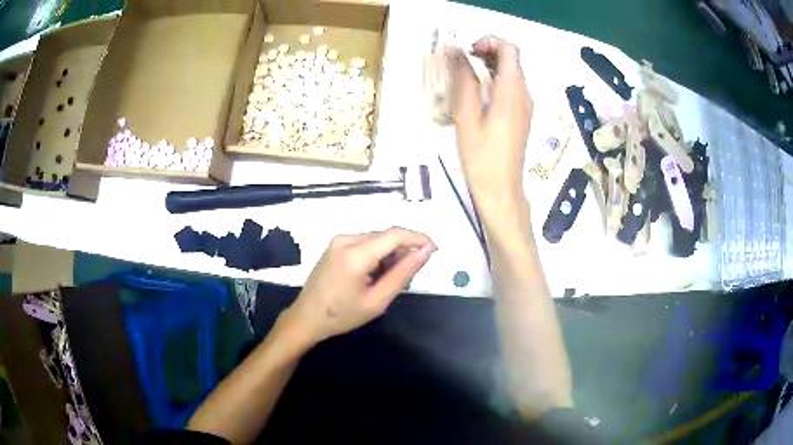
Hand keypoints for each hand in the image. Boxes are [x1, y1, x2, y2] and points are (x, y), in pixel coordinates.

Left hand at [282, 227, 435, 343]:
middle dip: (404, 250)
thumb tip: (425, 251)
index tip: (435, 250)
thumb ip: (403, 274)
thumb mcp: (377, 300)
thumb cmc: (342, 315)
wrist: (307, 317)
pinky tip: (376, 274)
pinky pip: (366, 242)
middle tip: (410, 276)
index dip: (418, 238)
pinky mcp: (336, 244)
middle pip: (386, 236)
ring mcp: (339, 240)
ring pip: (377, 239)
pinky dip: (378, 254)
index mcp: (355, 254)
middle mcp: (346, 239)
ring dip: (391, 253)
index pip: (395, 235)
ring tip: (390, 279)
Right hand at [447, 36, 532, 204]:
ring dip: (488, 67)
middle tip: (460, 63)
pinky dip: (494, 81)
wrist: (501, 190)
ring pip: (511, 73)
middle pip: (511, 59)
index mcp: (512, 91)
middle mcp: (524, 94)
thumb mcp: (466, 116)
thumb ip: (462, 80)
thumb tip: (454, 51)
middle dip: (486, 53)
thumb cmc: (481, 157)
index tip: (467, 52)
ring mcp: (525, 106)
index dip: (488, 42)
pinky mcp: (522, 116)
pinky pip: (511, 88)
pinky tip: (476, 95)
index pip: (509, 49)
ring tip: (464, 77)